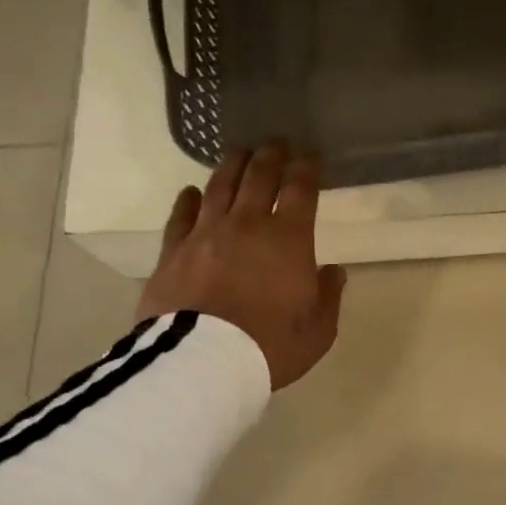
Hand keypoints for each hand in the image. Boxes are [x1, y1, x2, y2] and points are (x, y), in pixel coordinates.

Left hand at [136, 143, 346, 389]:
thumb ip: (328, 295)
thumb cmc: (271, 345)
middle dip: (271, 155)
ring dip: (232, 165)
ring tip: (239, 151)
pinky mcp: (173, 251)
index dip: (307, 167)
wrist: (204, 362)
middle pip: (259, 177)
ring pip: (220, 187)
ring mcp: (205, 234)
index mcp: (289, 239)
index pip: (300, 190)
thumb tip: (332, 271)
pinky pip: (182, 216)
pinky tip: (192, 192)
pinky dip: (189, 200)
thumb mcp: (318, 329)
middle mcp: (247, 225)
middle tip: (277, 142)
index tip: (311, 153)